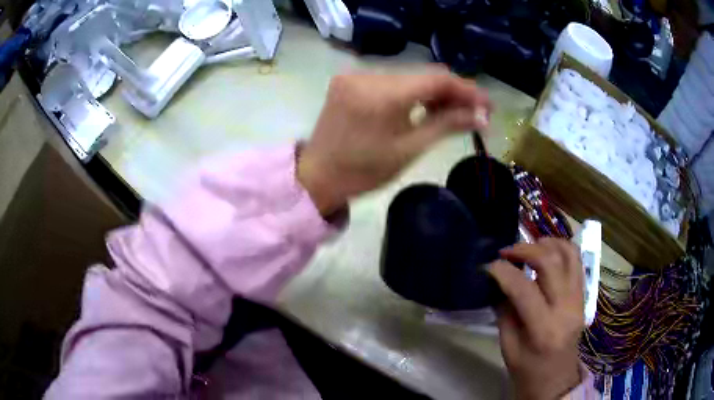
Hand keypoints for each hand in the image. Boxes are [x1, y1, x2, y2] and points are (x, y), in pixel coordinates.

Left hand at [297, 71, 491, 215]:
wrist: (318, 176)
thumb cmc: (364, 171)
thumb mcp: (410, 149)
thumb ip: (448, 125)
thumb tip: (482, 116)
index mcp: (383, 94)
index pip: (437, 79)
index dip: (467, 90)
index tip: (488, 105)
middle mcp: (368, 75)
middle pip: (423, 75)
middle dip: (452, 92)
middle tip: (474, 113)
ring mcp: (355, 75)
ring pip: (407, 77)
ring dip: (432, 91)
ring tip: (452, 111)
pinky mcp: (348, 80)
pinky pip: (390, 80)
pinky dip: (410, 91)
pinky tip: (423, 105)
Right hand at [489, 238, 584, 399]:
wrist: (556, 380)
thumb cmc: (528, 371)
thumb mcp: (508, 347)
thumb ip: (505, 311)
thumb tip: (498, 281)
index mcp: (544, 330)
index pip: (524, 289)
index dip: (503, 271)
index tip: (489, 265)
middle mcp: (567, 309)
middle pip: (550, 262)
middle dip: (525, 249)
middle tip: (507, 252)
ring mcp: (579, 300)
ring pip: (569, 254)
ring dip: (547, 243)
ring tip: (529, 247)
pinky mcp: (583, 296)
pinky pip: (576, 262)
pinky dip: (561, 249)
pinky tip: (546, 252)